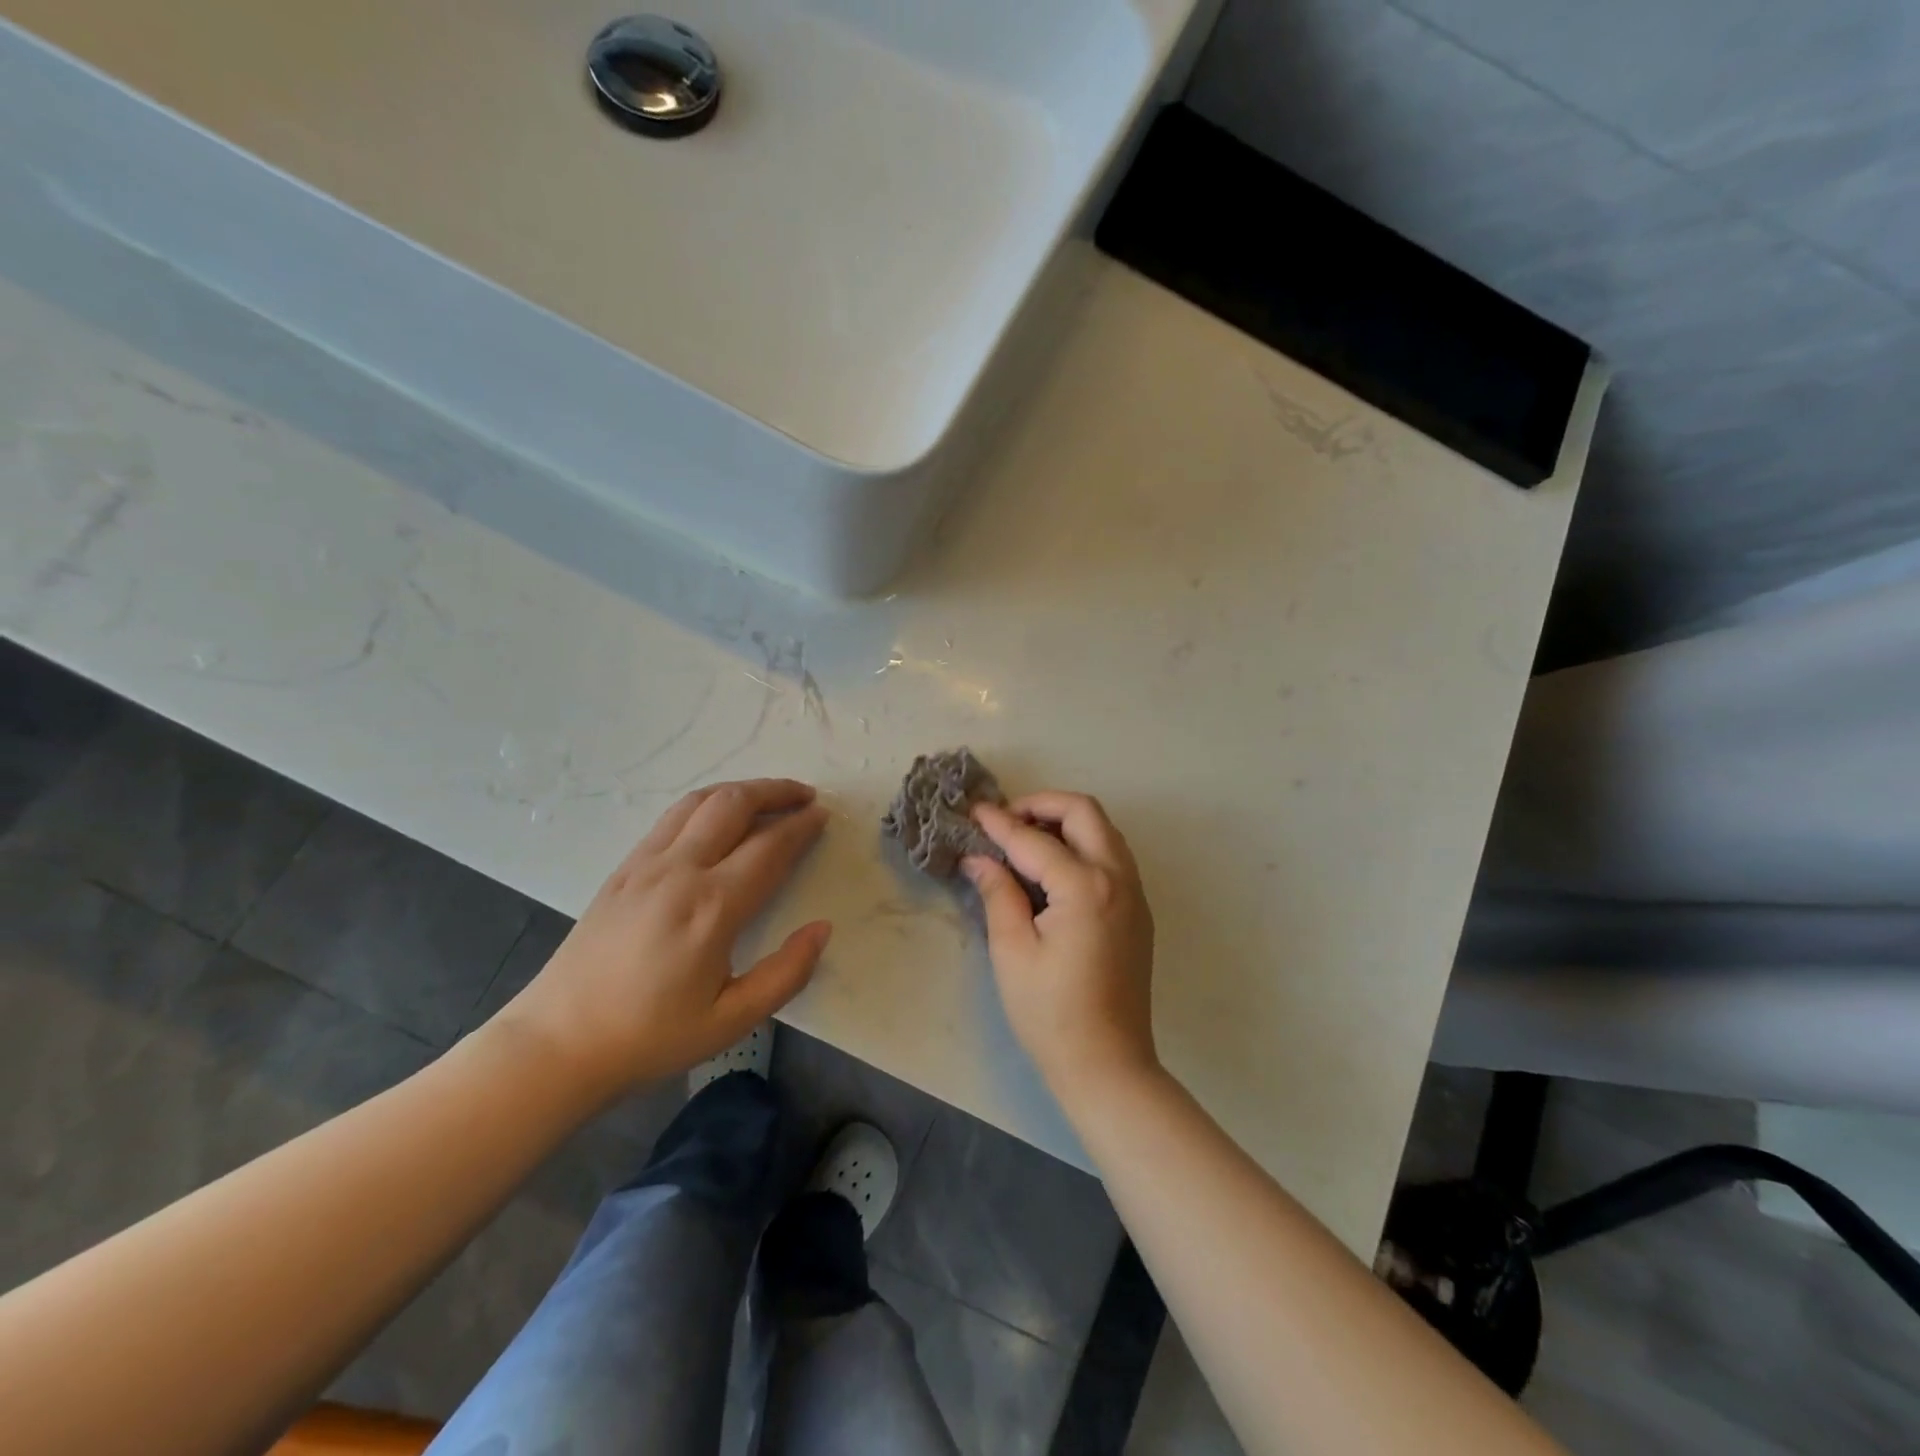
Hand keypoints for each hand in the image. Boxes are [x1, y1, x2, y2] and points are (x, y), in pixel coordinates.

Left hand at [497, 779, 831, 1101]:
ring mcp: (645, 864)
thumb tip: (822, 929)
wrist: (556, 1044)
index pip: (769, 847)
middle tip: (805, 796)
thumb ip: (786, 974)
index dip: (801, 826)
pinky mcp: (622, 869)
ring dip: (740, 790)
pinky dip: (705, 804)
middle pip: (734, 805)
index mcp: (711, 907)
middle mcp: (679, 871)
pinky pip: (671, 817)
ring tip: (767, 797)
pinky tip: (716, 819)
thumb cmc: (649, 1037)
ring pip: (699, 802)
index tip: (823, 816)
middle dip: (775, 791)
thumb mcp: (731, 1021)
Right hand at [965, 792, 1157, 1098]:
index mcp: (1084, 887)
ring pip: (1103, 830)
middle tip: (1006, 821)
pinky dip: (1083, 844)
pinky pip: (1112, 856)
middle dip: (1042, 805)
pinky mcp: (1138, 911)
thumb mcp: (1012, 951)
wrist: (1108, 1064)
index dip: (999, 823)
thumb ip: (998, 893)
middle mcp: (1118, 878)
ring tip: (1026, 839)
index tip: (973, 812)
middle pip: (1084, 812)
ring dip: (1066, 822)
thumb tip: (980, 858)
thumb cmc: (1050, 1013)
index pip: (1034, 839)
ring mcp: (1135, 893)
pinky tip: (1054, 868)